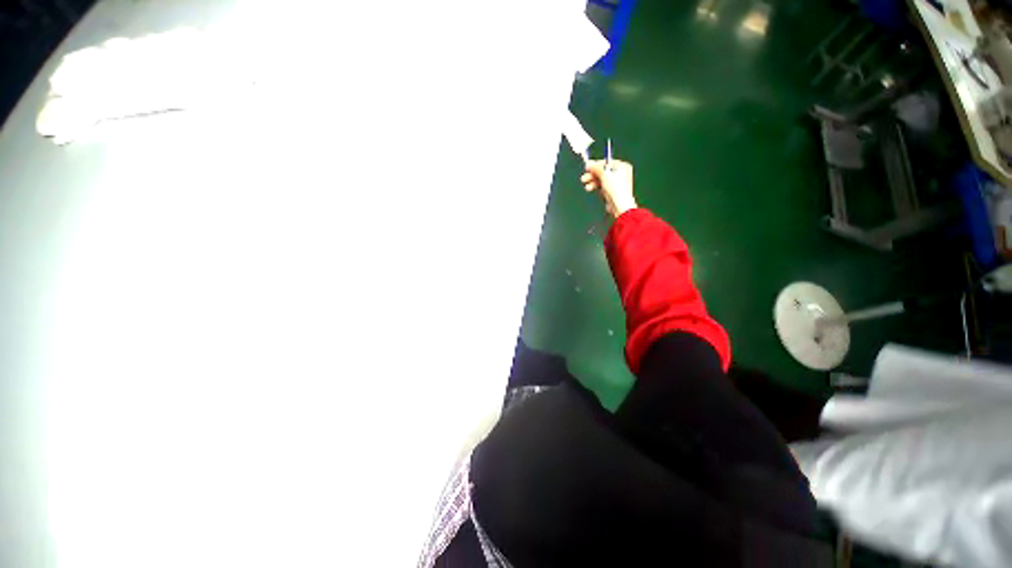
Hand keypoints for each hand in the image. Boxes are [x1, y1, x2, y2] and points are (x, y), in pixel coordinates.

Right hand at [581, 159, 637, 218]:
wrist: (619, 205)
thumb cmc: (616, 189)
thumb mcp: (605, 175)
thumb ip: (596, 168)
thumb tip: (589, 163)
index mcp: (622, 166)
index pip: (607, 162)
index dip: (596, 164)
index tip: (587, 167)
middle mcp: (620, 174)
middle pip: (603, 171)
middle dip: (592, 174)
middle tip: (584, 177)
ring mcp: (616, 183)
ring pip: (601, 179)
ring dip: (592, 181)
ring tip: (586, 185)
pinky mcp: (612, 191)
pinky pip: (602, 186)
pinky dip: (595, 186)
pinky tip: (589, 188)